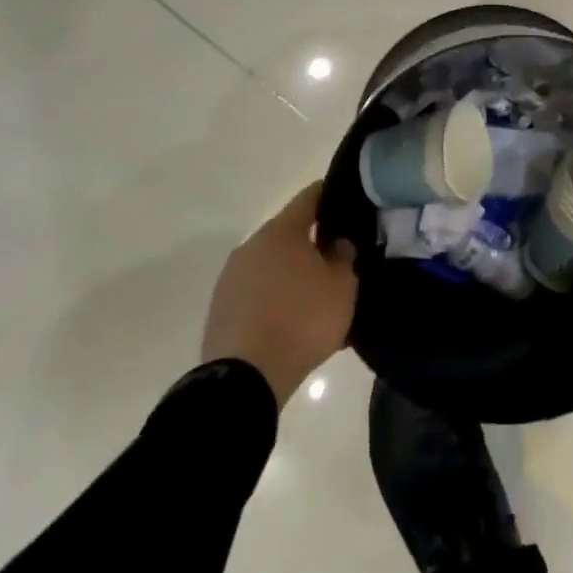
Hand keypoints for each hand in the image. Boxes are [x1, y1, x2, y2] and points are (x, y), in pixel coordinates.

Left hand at [199, 182, 356, 403]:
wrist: (245, 378)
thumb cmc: (301, 320)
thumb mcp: (342, 286)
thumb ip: (344, 256)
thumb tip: (337, 243)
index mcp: (281, 231)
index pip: (310, 197)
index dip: (331, 194)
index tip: (350, 199)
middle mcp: (252, 246)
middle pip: (288, 233)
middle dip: (313, 241)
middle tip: (339, 255)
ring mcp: (232, 278)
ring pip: (272, 264)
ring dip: (293, 272)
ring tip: (318, 292)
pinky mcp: (222, 309)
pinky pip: (258, 292)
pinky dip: (276, 298)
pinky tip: (294, 318)